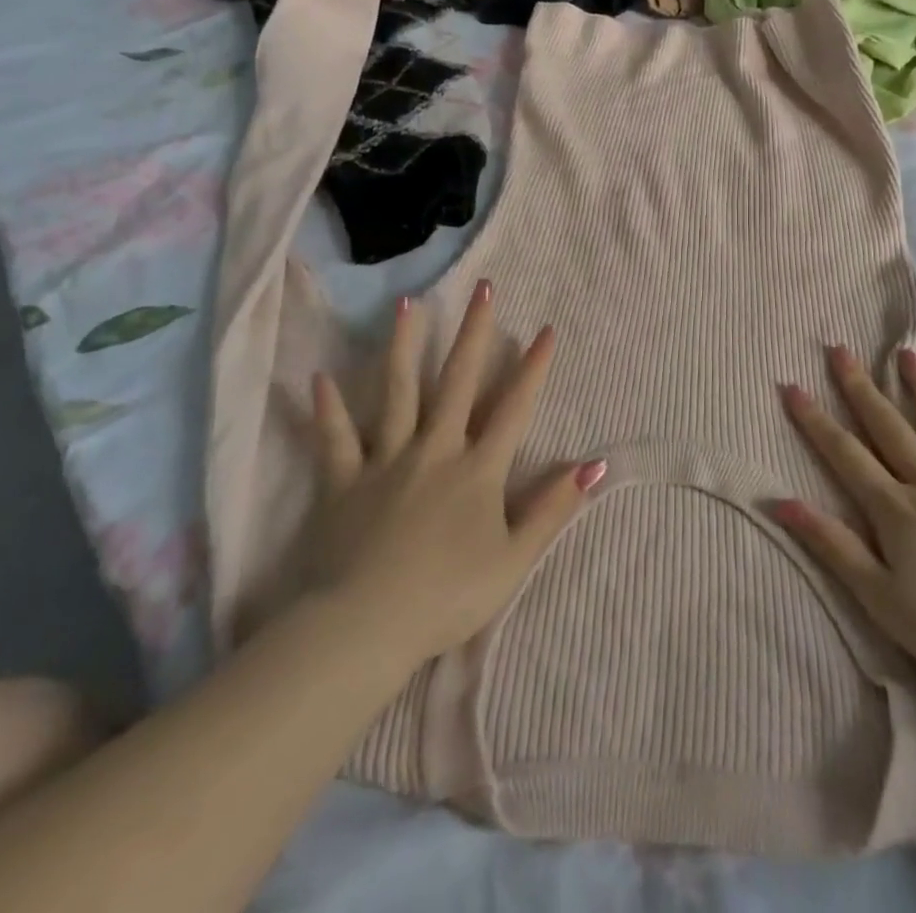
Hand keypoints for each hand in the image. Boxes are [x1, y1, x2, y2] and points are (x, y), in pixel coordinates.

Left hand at [305, 281, 605, 665]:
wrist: (364, 626)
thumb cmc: (447, 597)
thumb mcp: (514, 559)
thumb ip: (553, 508)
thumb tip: (596, 465)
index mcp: (478, 469)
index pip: (514, 408)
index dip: (533, 368)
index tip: (546, 329)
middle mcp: (435, 450)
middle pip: (458, 382)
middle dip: (474, 333)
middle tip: (482, 288)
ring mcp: (387, 460)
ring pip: (397, 392)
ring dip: (403, 346)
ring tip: (406, 304)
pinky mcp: (345, 481)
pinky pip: (336, 439)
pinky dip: (328, 410)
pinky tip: (320, 379)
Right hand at [774, 345, 915, 697]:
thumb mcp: (879, 597)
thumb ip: (833, 545)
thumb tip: (781, 503)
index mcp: (897, 508)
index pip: (846, 454)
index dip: (816, 420)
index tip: (792, 386)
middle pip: (890, 427)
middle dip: (860, 388)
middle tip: (841, 350)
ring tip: (908, 355)